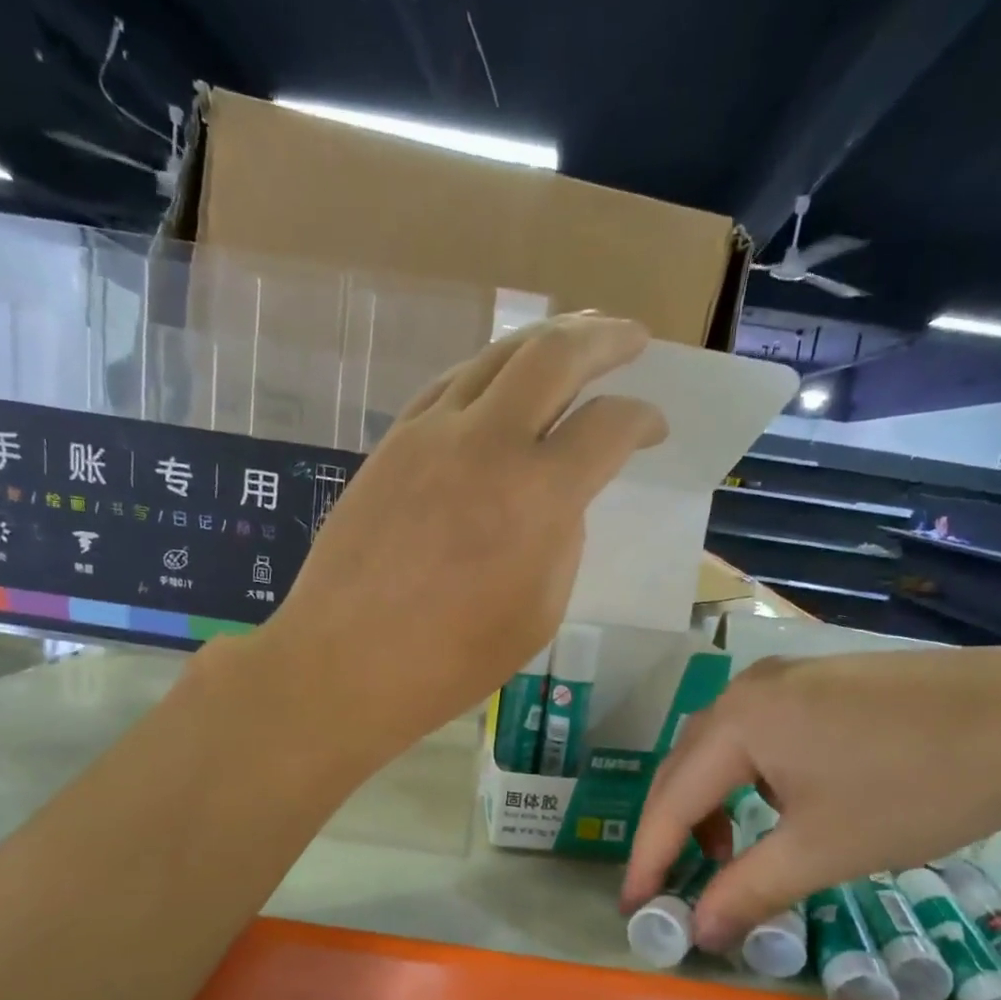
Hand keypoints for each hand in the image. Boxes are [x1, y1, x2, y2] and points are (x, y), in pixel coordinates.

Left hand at [254, 314, 664, 753]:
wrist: (346, 663)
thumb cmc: (453, 659)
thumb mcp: (540, 611)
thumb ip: (561, 540)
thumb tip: (558, 499)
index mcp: (538, 497)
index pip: (608, 426)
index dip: (643, 420)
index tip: (654, 428)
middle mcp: (487, 444)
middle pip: (554, 355)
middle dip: (604, 336)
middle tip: (632, 337)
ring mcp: (430, 434)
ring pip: (495, 356)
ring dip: (543, 341)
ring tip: (572, 342)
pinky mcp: (392, 443)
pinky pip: (450, 385)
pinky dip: (488, 373)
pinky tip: (500, 385)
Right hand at [620, 645, 1000, 950]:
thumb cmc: (916, 788)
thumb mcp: (825, 849)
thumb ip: (750, 889)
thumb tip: (697, 930)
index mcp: (737, 722)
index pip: (671, 798)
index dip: (648, 857)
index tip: (634, 909)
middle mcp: (748, 690)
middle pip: (686, 765)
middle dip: (673, 829)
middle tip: (671, 884)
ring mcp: (787, 679)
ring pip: (722, 747)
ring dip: (711, 801)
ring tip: (728, 850)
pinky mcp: (822, 682)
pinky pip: (759, 733)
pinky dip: (747, 776)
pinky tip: (779, 804)